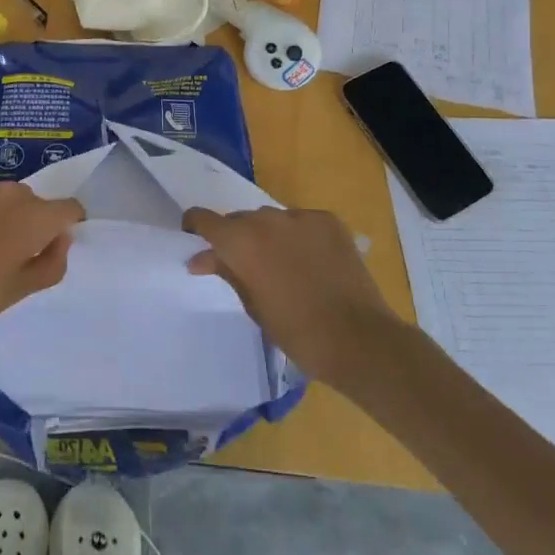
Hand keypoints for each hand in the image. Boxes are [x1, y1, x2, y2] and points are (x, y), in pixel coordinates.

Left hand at [0, 178, 82, 349]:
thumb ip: (50, 263)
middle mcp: (8, 193)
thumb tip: (61, 239)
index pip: (69, 208)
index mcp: (33, 218)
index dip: (67, 227)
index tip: (51, 250)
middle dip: (30, 224)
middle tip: (9, 260)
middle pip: (33, 202)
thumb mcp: (17, 293)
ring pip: (0, 198)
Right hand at [182, 205, 395, 383]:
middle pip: (240, 219)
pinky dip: (298, 235)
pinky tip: (309, 260)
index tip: (195, 241)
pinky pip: (301, 221)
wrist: (358, 338)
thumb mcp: (252, 304)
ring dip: (267, 235)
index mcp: (240, 241)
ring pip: (271, 219)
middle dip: (236, 237)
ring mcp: (300, 216)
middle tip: (243, 265)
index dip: (195, 227)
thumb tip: (202, 258)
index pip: (204, 219)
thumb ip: (227, 272)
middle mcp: (266, 219)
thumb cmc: (296, 331)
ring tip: (280, 264)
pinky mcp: (328, 221)